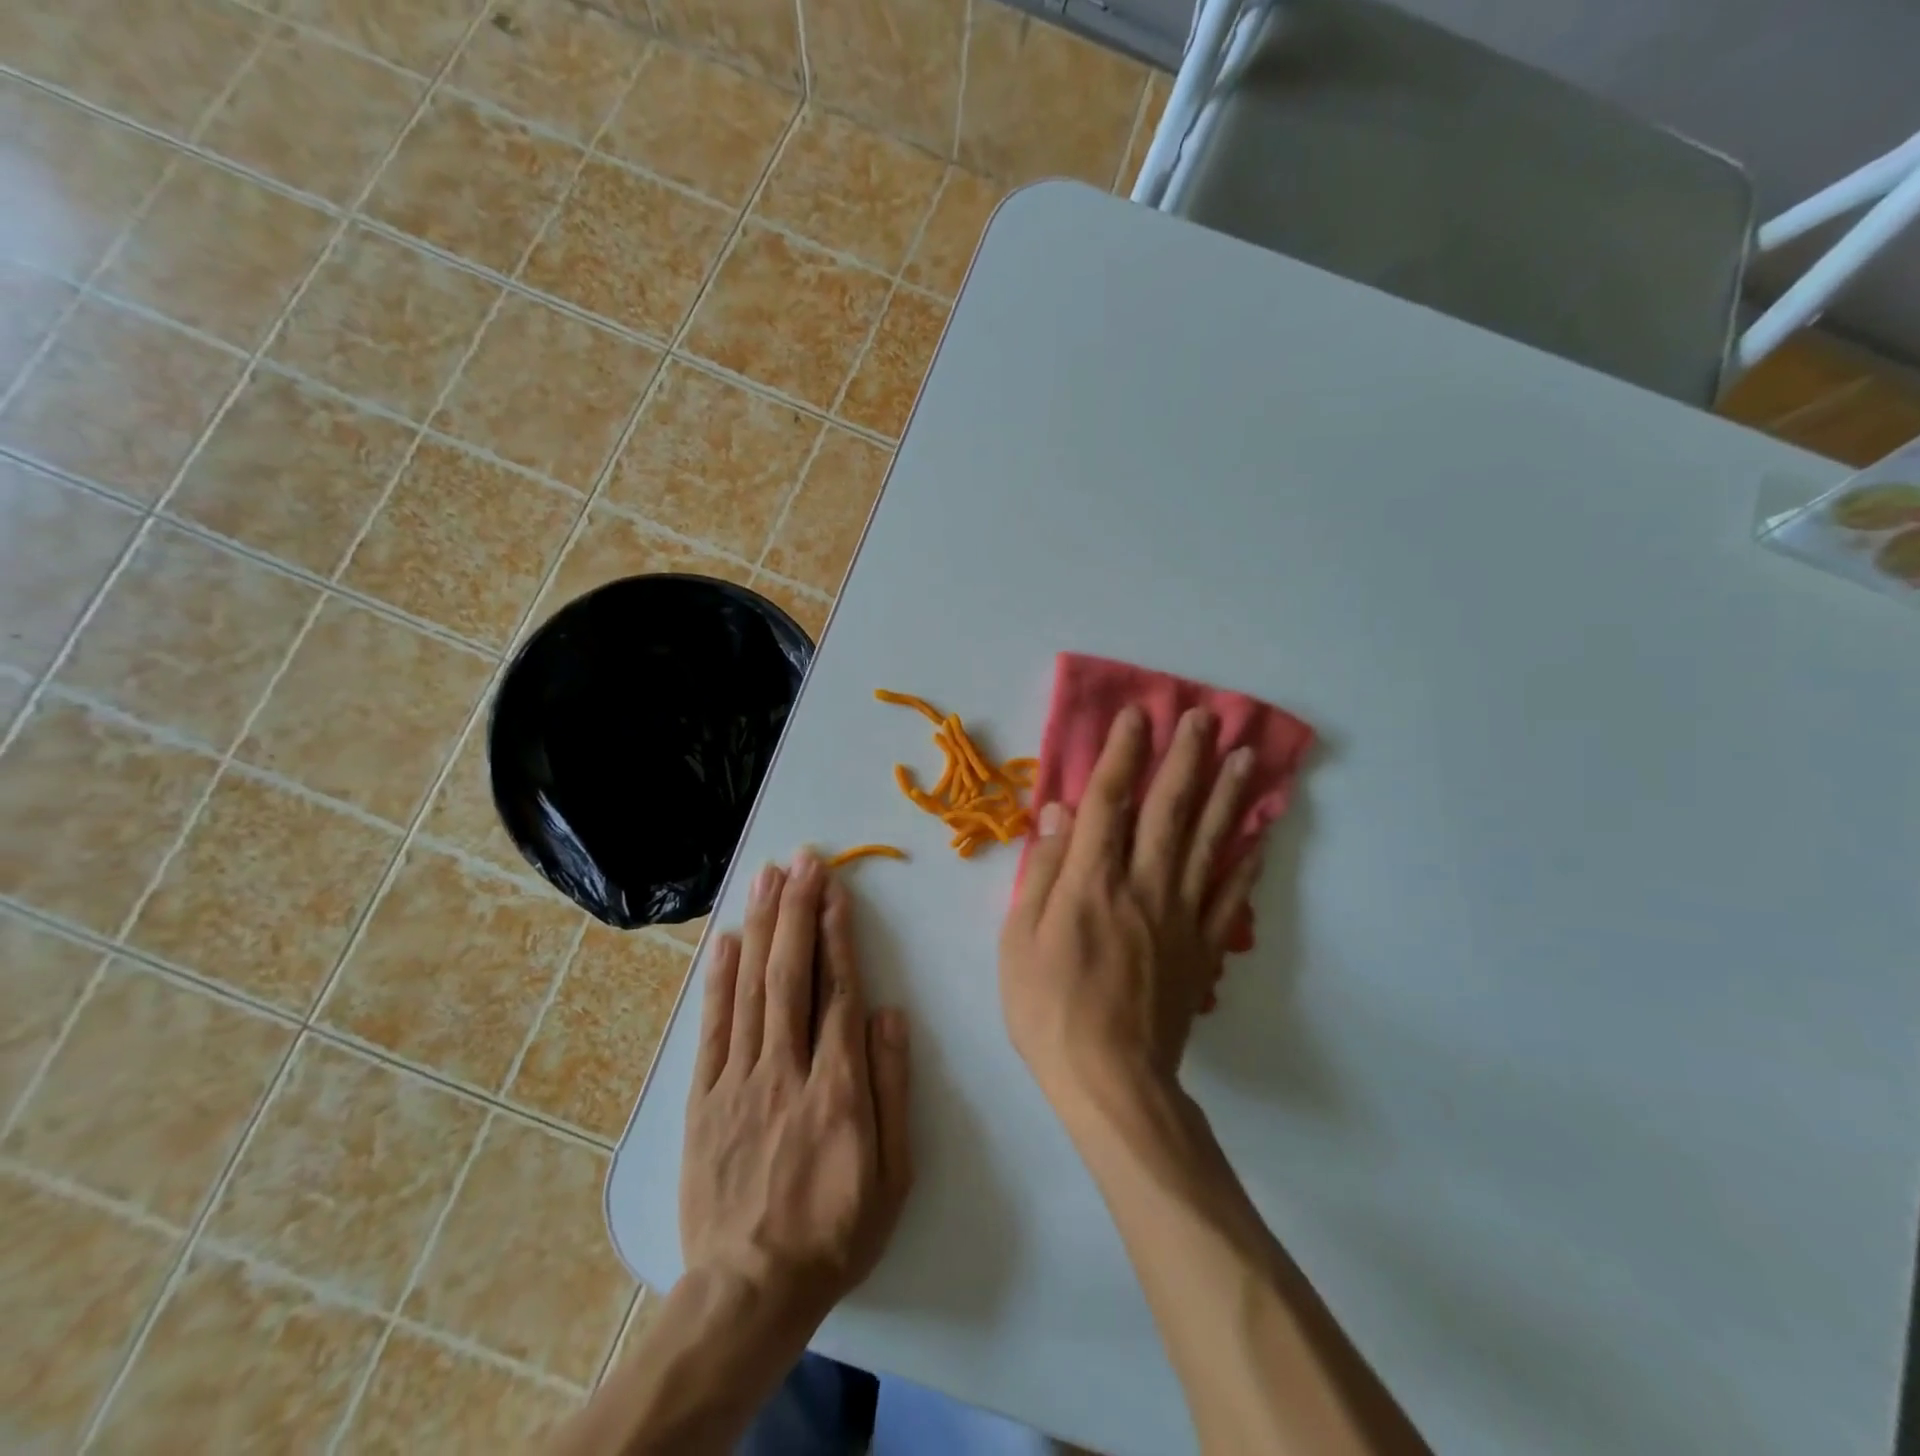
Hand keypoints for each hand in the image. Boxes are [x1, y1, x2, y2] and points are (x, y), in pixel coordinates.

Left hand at [681, 852, 912, 1335]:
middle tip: (801, 861)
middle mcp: (786, 1070)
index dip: (837, 935)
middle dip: (797, 910)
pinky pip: (712, 1028)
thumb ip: (892, 1088)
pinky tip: (725, 940)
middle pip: (791, 975)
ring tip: (766, 878)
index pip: (838, 992)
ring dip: (760, 927)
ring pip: (751, 988)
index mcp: (838, 1088)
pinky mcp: (703, 1099)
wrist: (749, 1292)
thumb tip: (889, 1014)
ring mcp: (738, 1081)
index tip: (834, 891)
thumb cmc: (834, 1231)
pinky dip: (717, 980)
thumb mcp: (892, 1174)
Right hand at [1000, 706, 1263, 1102]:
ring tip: (1245, 756)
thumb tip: (1058, 812)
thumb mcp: (1019, 940)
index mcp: (1092, 882)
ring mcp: (1181, 916)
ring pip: (1208, 843)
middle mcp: (1143, 886)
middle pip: (1168, 810)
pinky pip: (1230, 895)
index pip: (1109, 802)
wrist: (1111, 1081)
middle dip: (1185, 759)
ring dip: (1226, 795)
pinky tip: (1260, 833)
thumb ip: (1044, 871)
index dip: (1123, 755)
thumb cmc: (1049, 1009)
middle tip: (1203, 716)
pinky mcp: (1203, 948)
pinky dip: (1247, 860)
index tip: (1137, 716)